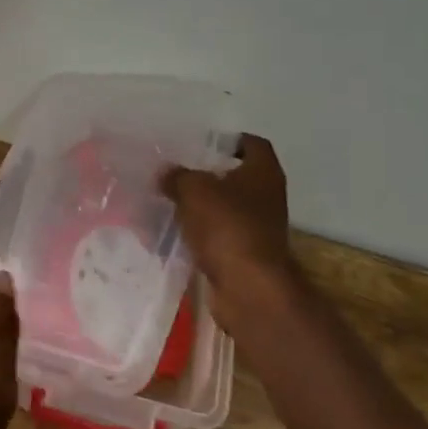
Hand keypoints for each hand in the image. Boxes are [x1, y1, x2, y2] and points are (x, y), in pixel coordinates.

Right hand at [162, 134, 303, 328]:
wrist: (248, 288)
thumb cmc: (227, 227)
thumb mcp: (194, 190)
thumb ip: (177, 176)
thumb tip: (166, 173)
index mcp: (263, 172)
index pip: (252, 144)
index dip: (228, 140)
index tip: (199, 143)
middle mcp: (266, 197)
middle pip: (233, 177)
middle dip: (203, 176)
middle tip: (172, 173)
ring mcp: (256, 228)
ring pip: (221, 209)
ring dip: (196, 208)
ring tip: (162, 203)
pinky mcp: (242, 255)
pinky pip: (214, 237)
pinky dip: (195, 235)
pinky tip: (166, 235)